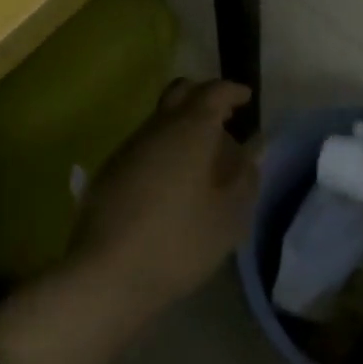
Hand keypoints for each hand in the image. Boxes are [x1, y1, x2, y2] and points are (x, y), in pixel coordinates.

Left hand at [70, 79, 259, 306]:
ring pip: (162, 117)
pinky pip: (146, 142)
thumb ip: (245, 176)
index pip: (214, 91)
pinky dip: (165, 147)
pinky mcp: (111, 168)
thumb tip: (255, 146)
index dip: (232, 91)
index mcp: (190, 128)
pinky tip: (173, 181)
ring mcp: (130, 145)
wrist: (107, 272)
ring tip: (204, 157)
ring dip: (183, 124)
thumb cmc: (179, 241)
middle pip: (181, 91)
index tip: (246, 98)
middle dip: (204, 96)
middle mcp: (158, 126)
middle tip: (225, 118)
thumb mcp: (229, 216)